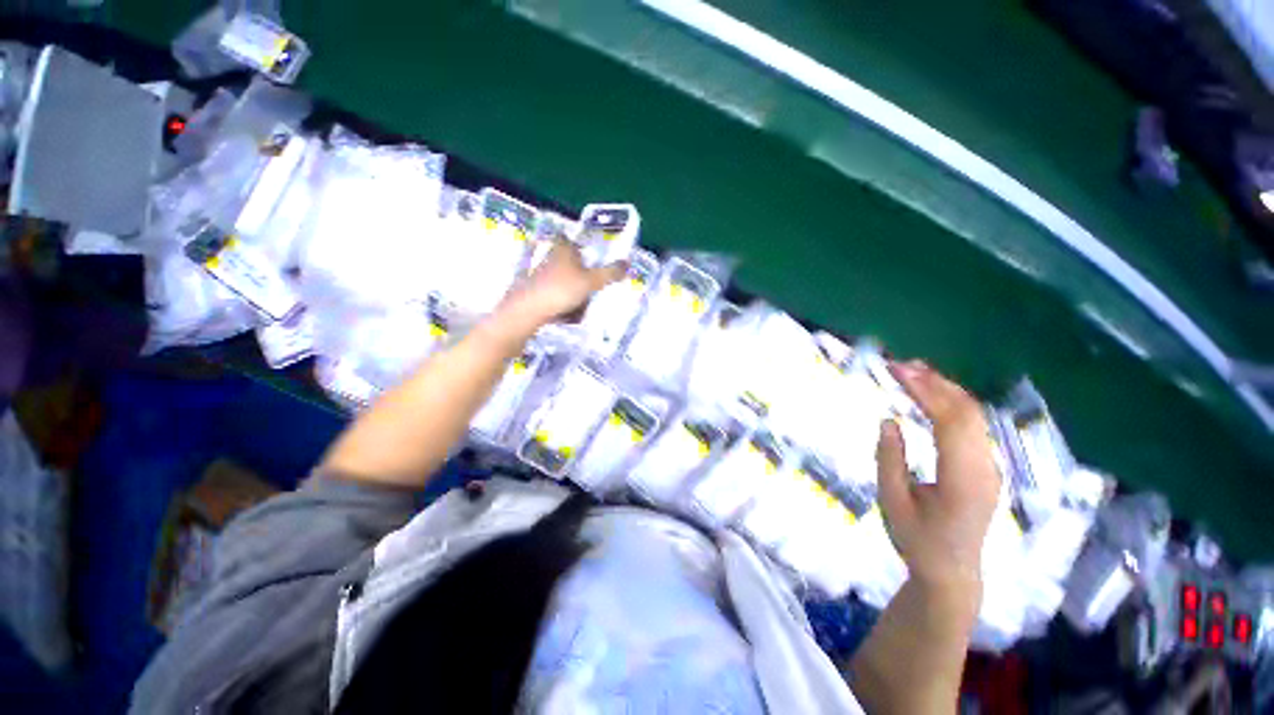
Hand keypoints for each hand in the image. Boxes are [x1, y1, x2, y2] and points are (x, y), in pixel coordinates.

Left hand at [498, 242, 626, 331]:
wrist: (527, 312)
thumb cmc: (560, 290)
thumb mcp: (591, 282)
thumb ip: (610, 273)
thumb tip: (628, 263)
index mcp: (562, 250)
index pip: (568, 239)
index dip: (577, 245)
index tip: (588, 257)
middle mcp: (549, 259)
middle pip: (568, 264)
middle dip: (581, 278)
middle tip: (591, 290)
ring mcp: (538, 277)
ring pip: (562, 283)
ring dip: (573, 295)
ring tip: (580, 309)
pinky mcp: (533, 294)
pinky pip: (554, 298)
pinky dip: (562, 306)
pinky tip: (568, 317)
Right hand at [875, 360, 1001, 589]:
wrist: (952, 573)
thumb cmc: (917, 541)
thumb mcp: (892, 502)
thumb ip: (890, 459)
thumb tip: (889, 419)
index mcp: (963, 481)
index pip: (950, 423)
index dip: (925, 391)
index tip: (897, 370)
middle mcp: (985, 469)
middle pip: (968, 413)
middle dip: (935, 382)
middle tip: (900, 364)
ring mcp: (990, 467)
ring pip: (975, 416)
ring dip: (945, 388)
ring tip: (913, 370)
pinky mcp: (985, 467)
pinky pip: (973, 426)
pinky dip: (951, 402)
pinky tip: (932, 394)